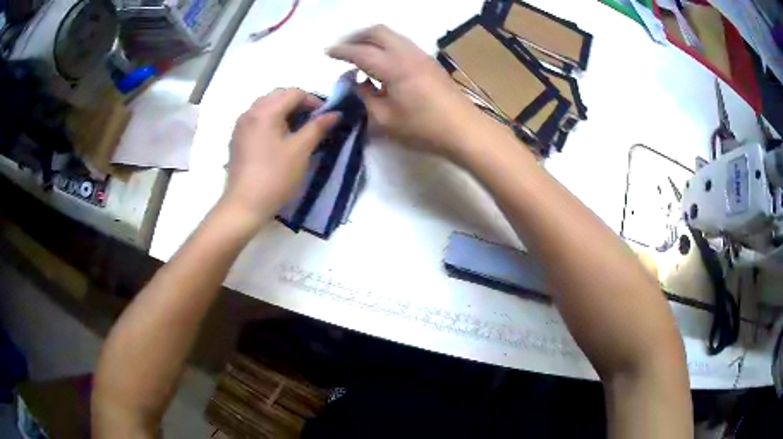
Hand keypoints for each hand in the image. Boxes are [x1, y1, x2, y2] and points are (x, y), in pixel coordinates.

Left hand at [221, 88, 340, 227]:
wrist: (244, 205)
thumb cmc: (275, 176)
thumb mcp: (301, 150)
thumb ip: (318, 127)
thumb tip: (335, 113)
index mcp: (265, 111)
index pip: (294, 93)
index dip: (313, 101)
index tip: (325, 117)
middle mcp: (250, 112)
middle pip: (278, 95)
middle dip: (298, 103)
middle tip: (312, 121)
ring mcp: (240, 125)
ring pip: (265, 106)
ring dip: (283, 111)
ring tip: (297, 129)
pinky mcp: (237, 139)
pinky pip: (256, 119)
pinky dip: (271, 120)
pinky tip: (278, 138)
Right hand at [328, 25, 479, 157]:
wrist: (464, 130)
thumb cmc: (423, 128)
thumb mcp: (385, 119)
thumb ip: (366, 97)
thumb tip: (358, 82)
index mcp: (393, 67)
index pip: (360, 51)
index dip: (341, 51)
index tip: (326, 52)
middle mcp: (407, 53)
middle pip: (377, 31)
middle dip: (356, 36)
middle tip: (344, 49)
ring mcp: (421, 55)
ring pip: (392, 35)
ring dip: (373, 39)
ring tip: (360, 53)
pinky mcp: (430, 62)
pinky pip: (402, 43)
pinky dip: (386, 45)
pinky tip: (382, 62)